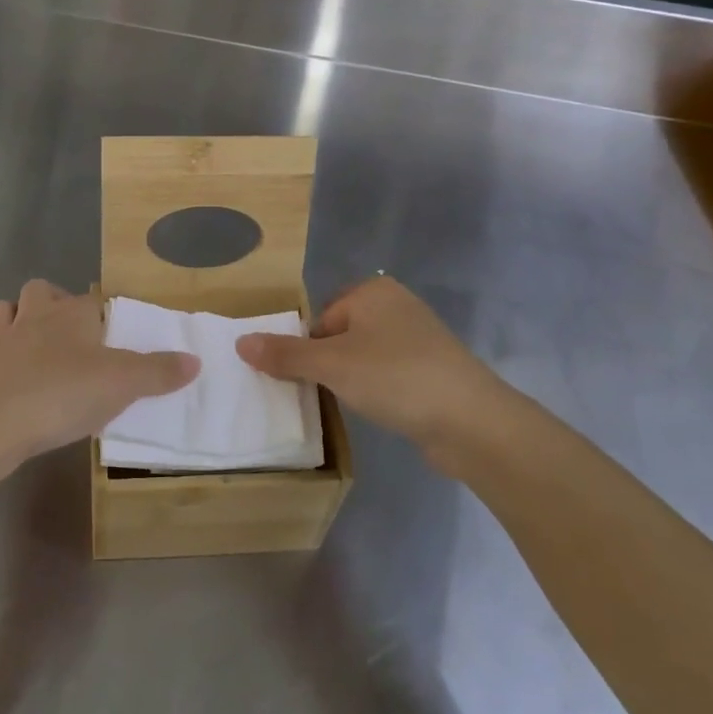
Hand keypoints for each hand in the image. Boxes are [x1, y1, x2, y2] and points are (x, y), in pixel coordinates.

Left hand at [0, 280, 198, 472]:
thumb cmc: (62, 394)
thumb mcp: (123, 384)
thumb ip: (159, 371)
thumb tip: (195, 360)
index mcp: (70, 314)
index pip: (91, 300)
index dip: (102, 313)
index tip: (112, 334)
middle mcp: (32, 318)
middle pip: (38, 292)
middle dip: (50, 303)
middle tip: (68, 333)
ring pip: (2, 313)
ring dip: (13, 321)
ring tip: (31, 344)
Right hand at [235, 276, 531, 476]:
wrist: (472, 422)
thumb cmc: (395, 378)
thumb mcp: (331, 365)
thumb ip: (285, 354)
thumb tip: (240, 342)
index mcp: (372, 291)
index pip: (319, 319)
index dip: (308, 350)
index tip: (311, 380)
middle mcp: (397, 305)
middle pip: (340, 336)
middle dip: (329, 365)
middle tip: (327, 394)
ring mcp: (419, 338)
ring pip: (364, 357)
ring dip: (353, 380)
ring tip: (354, 404)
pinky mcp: (433, 369)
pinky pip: (389, 374)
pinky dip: (379, 390)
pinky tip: (381, 410)